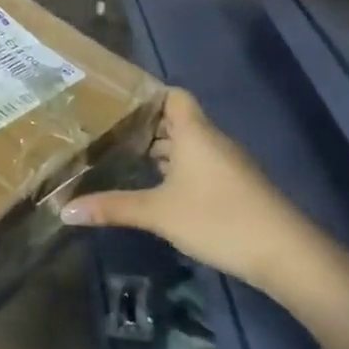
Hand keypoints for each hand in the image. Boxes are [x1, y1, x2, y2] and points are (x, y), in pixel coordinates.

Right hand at [59, 88, 324, 296]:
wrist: (284, 253)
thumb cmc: (218, 219)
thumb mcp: (158, 213)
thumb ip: (112, 208)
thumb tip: (64, 210)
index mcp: (194, 133)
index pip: (172, 95)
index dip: (147, 95)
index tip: (114, 102)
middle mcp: (211, 141)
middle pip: (175, 121)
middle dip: (143, 125)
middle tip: (105, 131)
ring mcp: (225, 164)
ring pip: (187, 145)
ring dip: (159, 150)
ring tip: (121, 156)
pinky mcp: (232, 187)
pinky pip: (197, 165)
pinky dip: (175, 169)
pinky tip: (154, 187)